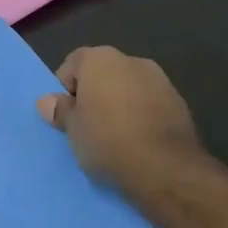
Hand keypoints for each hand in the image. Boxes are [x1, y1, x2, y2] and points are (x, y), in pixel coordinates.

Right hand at [37, 45, 207, 194]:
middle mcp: (132, 60)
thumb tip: (47, 102)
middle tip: (88, 127)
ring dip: (119, 105)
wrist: (165, 168)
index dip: (66, 89)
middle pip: (103, 74)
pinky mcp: (180, 102)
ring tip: (115, 138)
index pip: (73, 64)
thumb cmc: (108, 141)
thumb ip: (60, 111)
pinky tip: (139, 142)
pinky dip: (141, 116)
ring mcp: (160, 79)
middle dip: (94, 95)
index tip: (68, 115)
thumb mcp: (73, 130)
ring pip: (128, 88)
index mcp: (100, 59)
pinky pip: (150, 104)